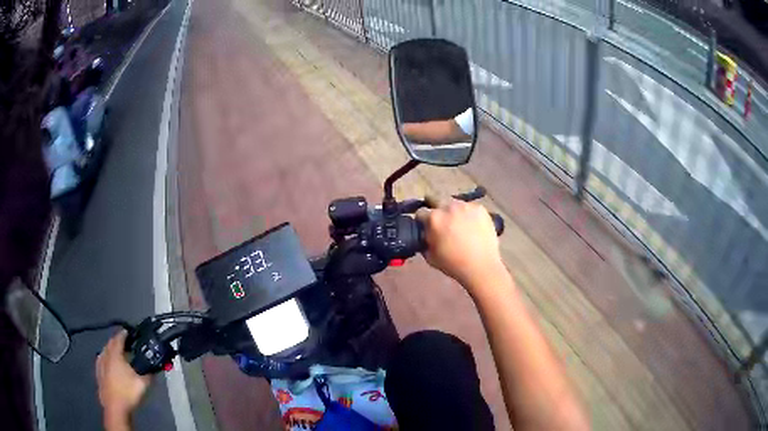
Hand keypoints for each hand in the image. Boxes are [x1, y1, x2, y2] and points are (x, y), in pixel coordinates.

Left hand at [96, 330, 150, 424]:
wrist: (115, 407)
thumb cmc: (128, 393)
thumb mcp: (143, 384)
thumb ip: (149, 374)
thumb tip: (154, 368)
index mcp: (115, 354)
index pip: (119, 338)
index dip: (124, 333)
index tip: (129, 331)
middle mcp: (105, 355)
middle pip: (110, 343)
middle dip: (117, 340)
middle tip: (126, 342)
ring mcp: (100, 364)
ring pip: (105, 351)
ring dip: (111, 349)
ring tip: (118, 352)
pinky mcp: (98, 373)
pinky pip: (102, 360)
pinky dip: (106, 358)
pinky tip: (109, 364)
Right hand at [416, 197, 504, 289]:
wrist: (481, 266)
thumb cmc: (453, 264)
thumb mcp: (429, 256)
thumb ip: (424, 240)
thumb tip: (425, 233)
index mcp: (434, 218)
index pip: (421, 212)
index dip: (422, 220)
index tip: (426, 226)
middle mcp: (448, 207)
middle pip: (436, 199)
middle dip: (435, 208)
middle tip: (441, 220)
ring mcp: (466, 206)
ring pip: (454, 203)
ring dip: (453, 211)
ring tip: (459, 224)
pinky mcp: (480, 208)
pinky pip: (470, 207)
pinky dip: (468, 214)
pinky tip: (472, 226)